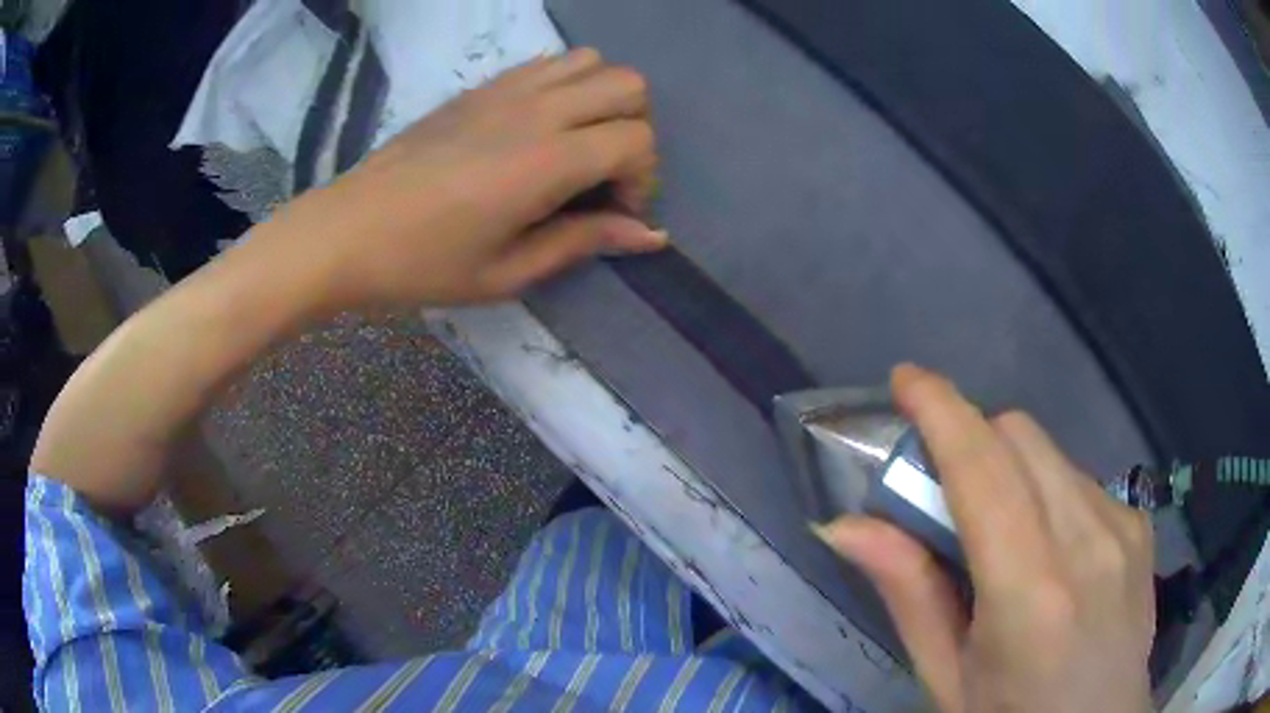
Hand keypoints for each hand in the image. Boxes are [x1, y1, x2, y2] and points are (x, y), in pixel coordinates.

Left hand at [278, 48, 664, 309]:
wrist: (348, 230)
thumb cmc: (422, 264)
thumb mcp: (507, 272)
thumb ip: (583, 242)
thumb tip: (651, 236)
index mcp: (546, 161)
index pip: (636, 141)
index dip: (641, 182)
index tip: (614, 216)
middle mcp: (536, 109)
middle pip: (629, 85)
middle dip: (636, 129)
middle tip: (605, 175)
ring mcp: (506, 89)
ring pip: (593, 62)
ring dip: (603, 99)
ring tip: (579, 144)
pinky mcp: (482, 86)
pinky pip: (548, 63)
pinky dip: (567, 84)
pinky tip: (542, 126)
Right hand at [817, 365, 1155, 711]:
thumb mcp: (948, 677)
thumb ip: (910, 595)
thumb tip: (845, 525)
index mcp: (1030, 592)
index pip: (983, 469)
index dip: (941, 410)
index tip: (905, 381)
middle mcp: (1087, 540)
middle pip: (1020, 437)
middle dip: (973, 439)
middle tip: (943, 487)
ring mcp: (1123, 524)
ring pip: (1051, 453)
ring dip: (1011, 468)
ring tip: (999, 530)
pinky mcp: (1139, 521)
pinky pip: (1081, 478)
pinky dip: (1048, 491)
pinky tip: (1049, 547)